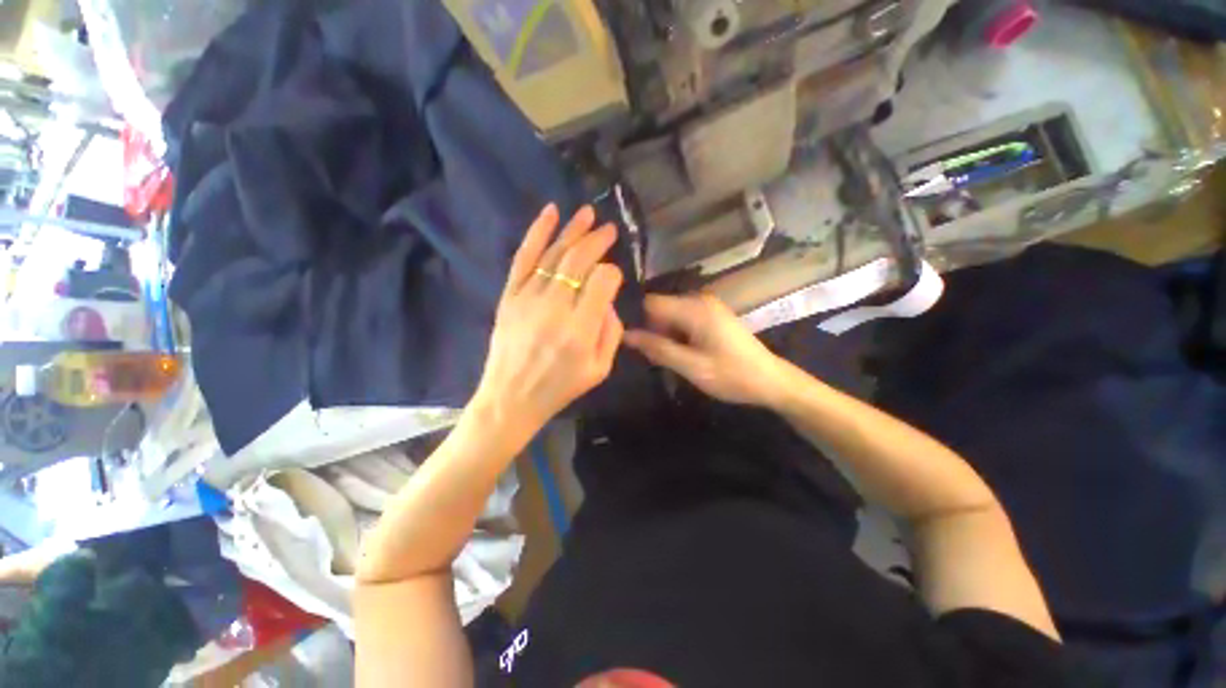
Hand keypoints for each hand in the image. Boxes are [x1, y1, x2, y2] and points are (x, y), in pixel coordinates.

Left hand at [472, 204, 623, 445]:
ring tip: (588, 213)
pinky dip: (537, 233)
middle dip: (597, 241)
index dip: (612, 273)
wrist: (510, 398)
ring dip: (573, 230)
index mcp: (580, 330)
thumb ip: (612, 332)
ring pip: (554, 254)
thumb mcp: (600, 369)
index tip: (614, 277)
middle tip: (609, 230)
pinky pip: (523, 258)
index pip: (603, 281)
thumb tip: (606, 300)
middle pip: (579, 261)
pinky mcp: (509, 296)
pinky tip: (550, 213)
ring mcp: (528, 298)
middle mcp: (554, 308)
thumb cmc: (559, 388)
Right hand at [624, 294, 789, 406]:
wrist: (770, 380)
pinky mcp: (712, 315)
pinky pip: (684, 319)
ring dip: (666, 335)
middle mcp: (700, 300)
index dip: (639, 321)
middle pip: (660, 308)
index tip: (636, 344)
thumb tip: (626, 335)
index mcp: (695, 308)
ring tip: (673, 358)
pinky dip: (678, 335)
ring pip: (671, 315)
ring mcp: (708, 306)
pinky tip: (686, 353)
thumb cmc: (732, 375)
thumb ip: (658, 349)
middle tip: (658, 358)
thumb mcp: (691, 366)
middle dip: (654, 331)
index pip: (651, 303)